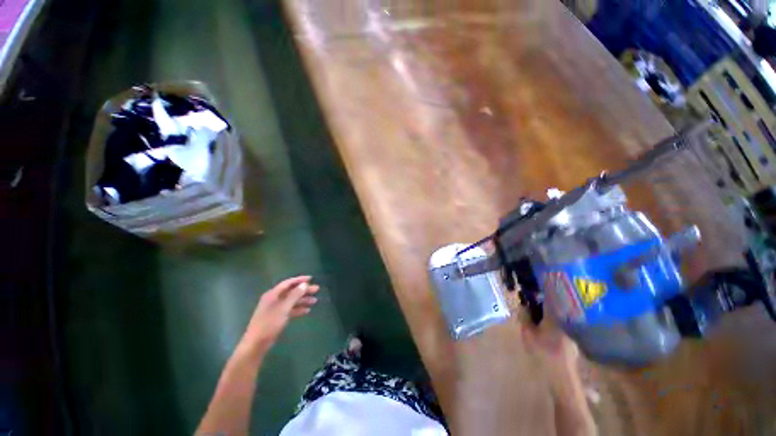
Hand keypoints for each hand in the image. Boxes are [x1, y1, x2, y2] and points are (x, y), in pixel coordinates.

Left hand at [239, 276, 319, 354]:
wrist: (256, 345)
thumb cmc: (269, 324)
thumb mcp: (283, 308)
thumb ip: (294, 295)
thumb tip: (304, 284)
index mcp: (273, 294)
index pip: (288, 283)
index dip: (300, 280)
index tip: (311, 279)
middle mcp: (274, 299)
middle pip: (291, 291)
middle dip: (304, 290)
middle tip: (317, 289)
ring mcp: (275, 309)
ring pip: (291, 301)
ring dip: (303, 300)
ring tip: (315, 301)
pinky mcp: (276, 318)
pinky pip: (289, 310)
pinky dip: (298, 309)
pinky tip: (307, 311)